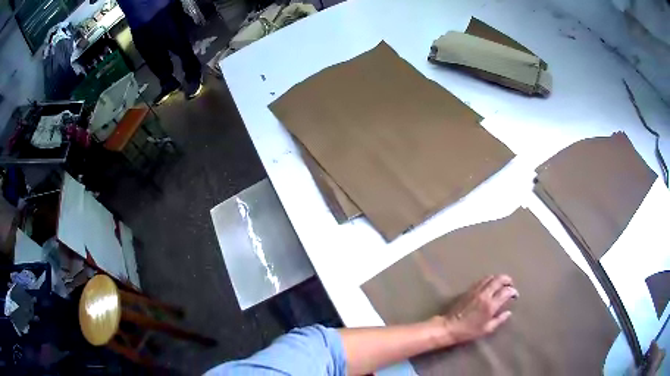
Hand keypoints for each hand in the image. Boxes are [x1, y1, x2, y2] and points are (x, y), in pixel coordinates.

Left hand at [438, 274, 518, 344]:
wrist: (449, 327)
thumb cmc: (468, 331)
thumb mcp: (486, 329)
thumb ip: (499, 320)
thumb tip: (508, 313)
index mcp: (490, 305)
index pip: (506, 291)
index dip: (513, 291)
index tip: (515, 295)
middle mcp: (484, 294)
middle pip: (499, 279)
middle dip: (507, 280)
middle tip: (510, 285)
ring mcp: (476, 291)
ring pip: (490, 277)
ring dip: (498, 279)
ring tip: (501, 284)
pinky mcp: (468, 290)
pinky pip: (481, 280)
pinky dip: (489, 280)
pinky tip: (490, 286)